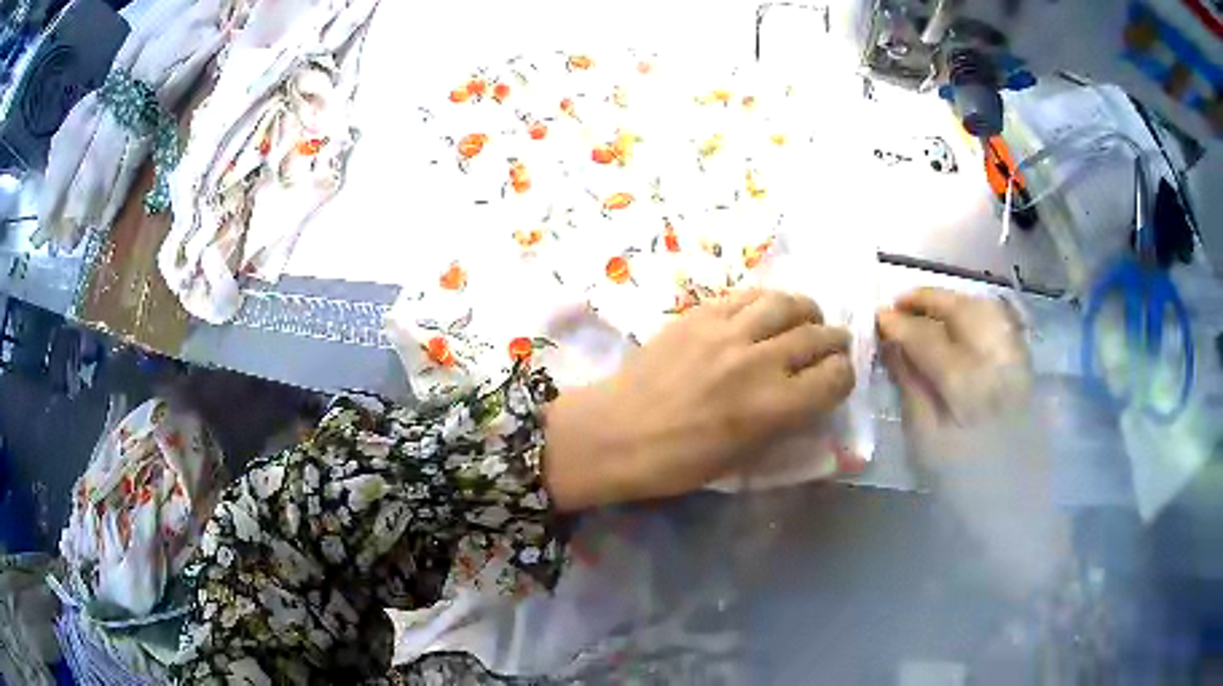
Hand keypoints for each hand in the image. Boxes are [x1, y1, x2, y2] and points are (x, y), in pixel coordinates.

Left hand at [544, 290, 853, 509]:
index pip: (835, 377)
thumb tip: (811, 399)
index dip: (844, 378)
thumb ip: (785, 425)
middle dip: (835, 342)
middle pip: (818, 336)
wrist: (616, 432)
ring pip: (787, 303)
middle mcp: (759, 361)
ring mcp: (728, 331)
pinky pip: (748, 295)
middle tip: (833, 346)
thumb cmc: (678, 462)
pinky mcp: (700, 314)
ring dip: (807, 311)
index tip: (837, 381)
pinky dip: (769, 301)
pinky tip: (767, 312)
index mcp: (774, 407)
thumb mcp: (743, 459)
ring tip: (807, 319)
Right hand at [878, 289, 1067, 596]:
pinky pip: (1004, 323)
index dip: (901, 324)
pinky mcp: (1029, 367)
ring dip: (954, 299)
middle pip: (964, 311)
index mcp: (971, 392)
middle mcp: (1000, 366)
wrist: (1020, 512)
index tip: (878, 316)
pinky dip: (979, 311)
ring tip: (928, 306)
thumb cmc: (967, 491)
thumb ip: (912, 391)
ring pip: (987, 309)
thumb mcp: (928, 448)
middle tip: (899, 301)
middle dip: (929, 298)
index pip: (931, 340)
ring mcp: (1019, 362)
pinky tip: (962, 318)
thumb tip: (894, 348)